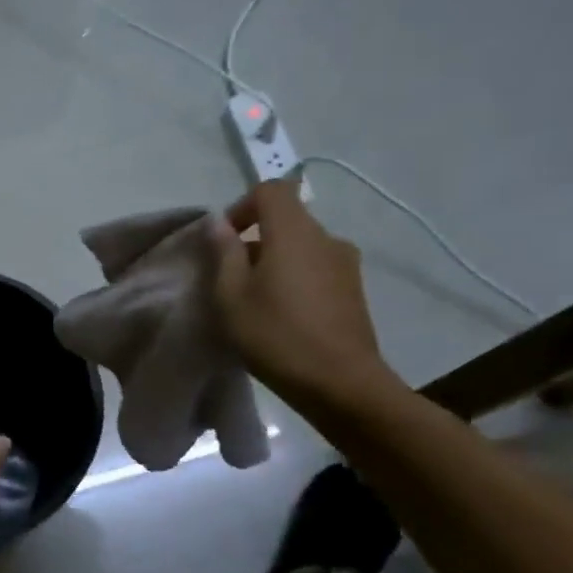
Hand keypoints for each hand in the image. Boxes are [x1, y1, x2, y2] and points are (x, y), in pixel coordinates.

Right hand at [212, 181, 401, 413]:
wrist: (339, 382)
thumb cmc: (275, 335)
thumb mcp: (231, 296)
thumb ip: (223, 254)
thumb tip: (219, 224)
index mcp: (294, 232)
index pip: (271, 190)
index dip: (241, 206)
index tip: (223, 240)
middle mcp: (326, 237)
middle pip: (287, 219)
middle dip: (254, 239)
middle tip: (231, 277)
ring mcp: (345, 264)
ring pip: (301, 246)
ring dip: (275, 261)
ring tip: (255, 299)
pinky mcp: (353, 289)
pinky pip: (316, 268)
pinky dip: (295, 278)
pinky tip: (282, 314)